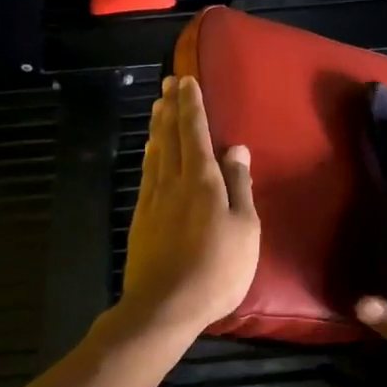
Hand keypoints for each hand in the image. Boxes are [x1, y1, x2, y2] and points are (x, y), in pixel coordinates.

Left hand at [119, 75, 260, 337]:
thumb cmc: (217, 269)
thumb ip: (240, 186)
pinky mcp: (141, 218)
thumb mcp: (245, 229)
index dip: (192, 106)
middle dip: (171, 107)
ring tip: (158, 106)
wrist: (165, 305)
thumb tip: (237, 148)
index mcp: (203, 181)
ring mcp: (153, 200)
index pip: (196, 133)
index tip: (187, 81)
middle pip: (171, 136)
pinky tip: (150, 152)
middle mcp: (174, 181)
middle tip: (168, 83)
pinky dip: (149, 155)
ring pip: (155, 153)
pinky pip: (146, 174)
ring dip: (157, 126)